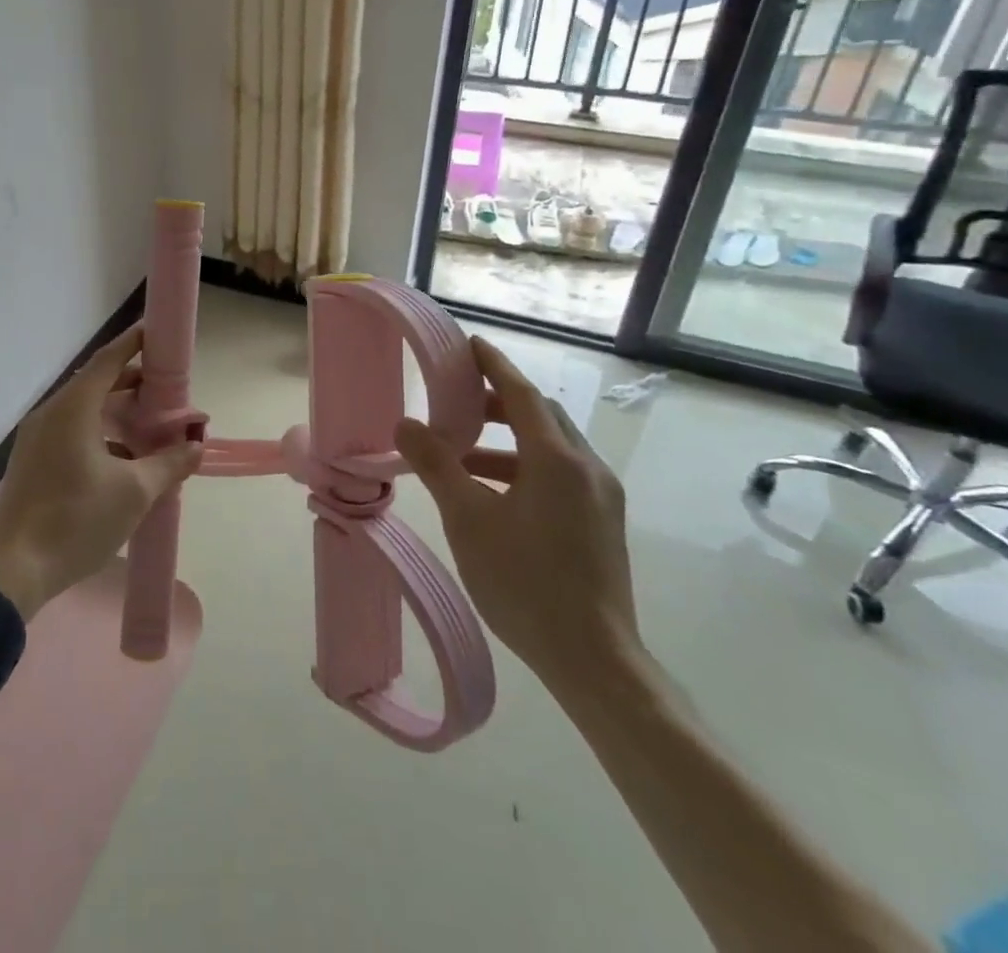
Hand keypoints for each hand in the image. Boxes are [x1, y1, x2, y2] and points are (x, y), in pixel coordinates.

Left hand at [0, 326, 202, 619]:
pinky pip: (70, 430)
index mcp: (72, 409)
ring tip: (150, 424)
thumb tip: (197, 445)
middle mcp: (50, 413)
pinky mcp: (32, 460)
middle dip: (132, 383)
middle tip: (167, 391)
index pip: (107, 360)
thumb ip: (169, 463)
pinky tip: (123, 457)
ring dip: (116, 410)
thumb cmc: (77, 521)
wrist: (14, 571)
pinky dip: (99, 431)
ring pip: (83, 409)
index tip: (157, 335)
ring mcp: (37, 438)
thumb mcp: (134, 493)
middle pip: (95, 383)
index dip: (134, 344)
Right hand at [394, 334, 640, 698]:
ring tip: (462, 453)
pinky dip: (524, 467)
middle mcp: (587, 468)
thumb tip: (406, 425)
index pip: (521, 394)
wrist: (594, 662)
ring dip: (507, 439)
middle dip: (497, 402)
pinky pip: (560, 474)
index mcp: (557, 459)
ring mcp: (600, 498)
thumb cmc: (525, 582)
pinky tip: (492, 493)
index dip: (493, 365)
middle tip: (456, 401)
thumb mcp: (468, 519)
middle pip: (540, 416)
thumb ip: (436, 465)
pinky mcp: (602, 523)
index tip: (469, 344)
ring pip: (551, 447)